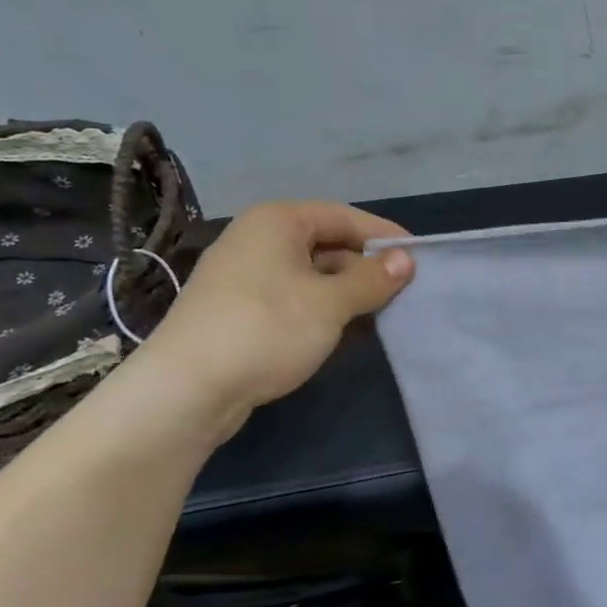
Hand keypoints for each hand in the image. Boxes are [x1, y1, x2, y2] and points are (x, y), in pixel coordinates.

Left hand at [134, 201, 413, 434]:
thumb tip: (407, 260)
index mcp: (277, 221)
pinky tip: (345, 332)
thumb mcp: (331, 303)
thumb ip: (373, 279)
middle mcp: (258, 240)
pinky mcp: (240, 311)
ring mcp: (245, 276)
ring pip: (312, 275)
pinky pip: (294, 299)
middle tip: (405, 292)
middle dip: (367, 267)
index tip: (420, 258)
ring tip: (383, 314)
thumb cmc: (267, 329)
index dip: (384, 236)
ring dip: (347, 293)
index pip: (345, 217)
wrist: (187, 390)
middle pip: (328, 244)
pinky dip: (323, 310)